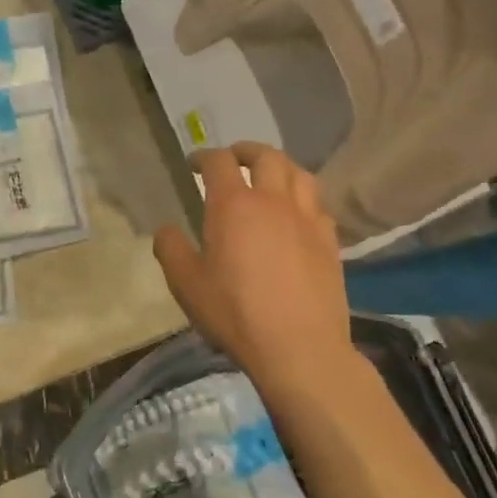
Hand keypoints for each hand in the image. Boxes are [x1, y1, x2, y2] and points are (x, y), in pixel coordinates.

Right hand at [153, 142, 363, 392]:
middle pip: (266, 156)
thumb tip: (166, 229)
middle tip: (233, 160)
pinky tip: (295, 212)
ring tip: (268, 176)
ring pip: (299, 173)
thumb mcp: (186, 284)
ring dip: (280, 166)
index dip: (203, 156)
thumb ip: (171, 250)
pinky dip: (302, 196)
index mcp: (233, 206)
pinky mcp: (329, 241)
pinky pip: (318, 203)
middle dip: (245, 151)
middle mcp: (273, 201)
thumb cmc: (234, 313)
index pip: (218, 162)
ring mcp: (307, 219)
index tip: (193, 164)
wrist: (299, 347)